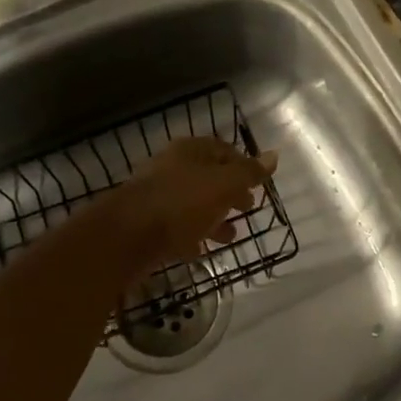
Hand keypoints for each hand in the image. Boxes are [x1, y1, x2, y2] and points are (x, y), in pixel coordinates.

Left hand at [105, 137, 277, 266]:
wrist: (126, 237)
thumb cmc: (181, 203)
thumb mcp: (223, 185)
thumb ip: (249, 172)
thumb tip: (275, 155)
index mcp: (189, 151)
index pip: (223, 149)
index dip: (244, 164)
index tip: (258, 183)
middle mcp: (172, 168)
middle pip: (208, 176)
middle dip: (230, 192)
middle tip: (248, 207)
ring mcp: (157, 196)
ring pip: (193, 203)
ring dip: (214, 217)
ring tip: (232, 235)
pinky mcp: (147, 224)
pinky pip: (177, 227)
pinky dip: (193, 236)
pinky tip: (203, 250)